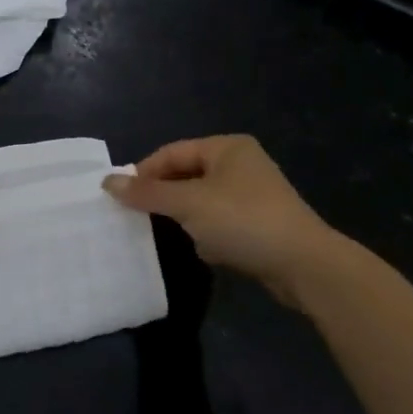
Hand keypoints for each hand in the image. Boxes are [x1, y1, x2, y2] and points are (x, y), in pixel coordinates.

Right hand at [103, 136, 337, 307]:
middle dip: (163, 197)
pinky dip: (207, 233)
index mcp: (226, 147)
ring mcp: (253, 195)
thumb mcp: (189, 203)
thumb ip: (147, 193)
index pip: (171, 153)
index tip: (120, 197)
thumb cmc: (243, 221)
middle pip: (186, 175)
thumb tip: (106, 181)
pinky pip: (220, 222)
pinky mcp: (260, 224)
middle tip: (137, 216)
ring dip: (185, 217)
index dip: (144, 173)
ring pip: (201, 201)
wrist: (306, 266)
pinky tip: (205, 250)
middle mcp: (240, 164)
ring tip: (168, 233)